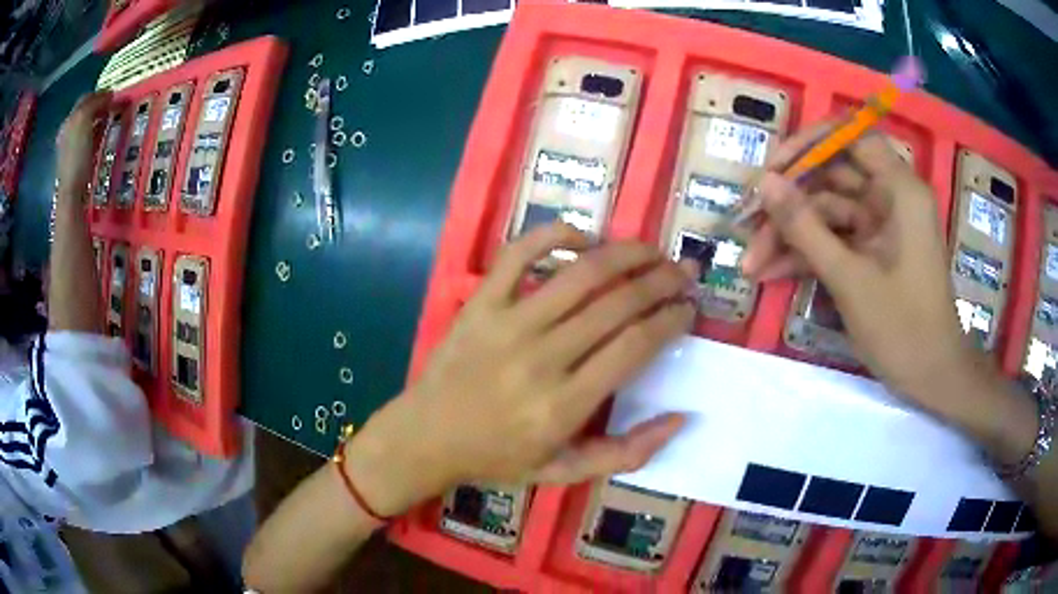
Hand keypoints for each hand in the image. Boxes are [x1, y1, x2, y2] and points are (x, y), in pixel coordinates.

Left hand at [56, 92, 112, 195]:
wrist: (71, 194)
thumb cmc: (77, 155)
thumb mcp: (84, 119)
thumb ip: (95, 103)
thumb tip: (108, 96)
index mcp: (69, 121)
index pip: (86, 98)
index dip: (100, 93)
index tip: (115, 95)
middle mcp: (67, 132)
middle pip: (84, 112)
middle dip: (98, 106)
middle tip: (112, 106)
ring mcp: (69, 149)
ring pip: (85, 126)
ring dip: (97, 120)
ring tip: (109, 120)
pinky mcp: (74, 162)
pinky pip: (86, 141)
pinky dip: (95, 134)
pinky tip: (101, 137)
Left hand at [347, 223, 695, 515]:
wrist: (426, 438)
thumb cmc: (498, 458)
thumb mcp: (566, 472)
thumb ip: (627, 452)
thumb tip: (680, 417)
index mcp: (565, 405)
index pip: (636, 345)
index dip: (671, 319)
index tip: (689, 307)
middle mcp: (542, 358)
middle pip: (618, 303)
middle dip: (662, 281)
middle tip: (684, 271)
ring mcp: (508, 324)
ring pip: (581, 274)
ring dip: (626, 254)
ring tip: (652, 251)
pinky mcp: (480, 303)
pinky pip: (519, 254)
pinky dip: (554, 235)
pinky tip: (583, 237)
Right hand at [742, 125, 983, 421]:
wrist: (932, 378)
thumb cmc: (903, 328)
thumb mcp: (849, 278)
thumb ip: (805, 227)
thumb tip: (765, 183)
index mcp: (899, 189)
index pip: (850, 136)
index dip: (808, 145)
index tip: (771, 171)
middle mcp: (890, 196)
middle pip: (832, 176)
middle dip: (789, 201)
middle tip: (746, 224)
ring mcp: (881, 225)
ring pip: (827, 211)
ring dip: (790, 235)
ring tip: (751, 263)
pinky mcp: (873, 251)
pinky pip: (835, 239)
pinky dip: (807, 254)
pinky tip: (772, 274)